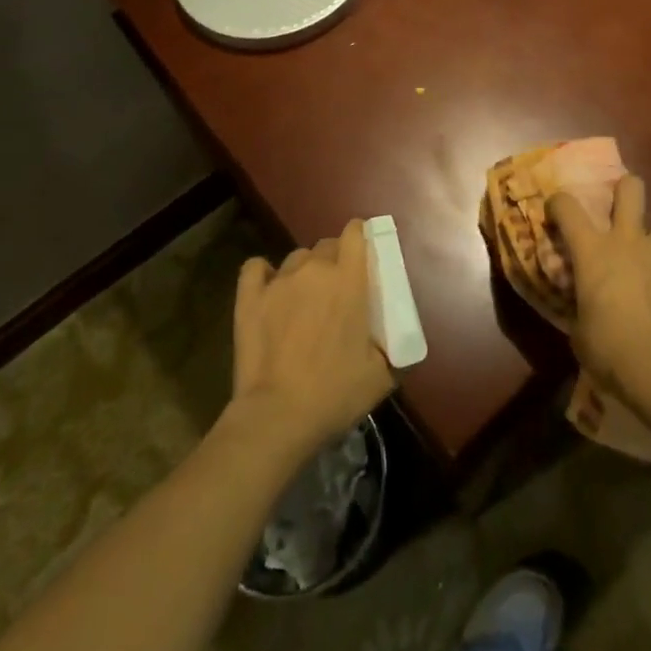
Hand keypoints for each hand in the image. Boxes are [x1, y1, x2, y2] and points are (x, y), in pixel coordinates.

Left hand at [227, 220, 393, 456]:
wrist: (278, 417)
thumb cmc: (335, 393)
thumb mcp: (382, 375)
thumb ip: (394, 345)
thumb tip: (400, 336)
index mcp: (349, 279)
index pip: (355, 232)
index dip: (360, 237)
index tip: (364, 253)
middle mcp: (314, 269)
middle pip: (326, 244)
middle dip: (334, 260)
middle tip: (337, 290)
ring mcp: (279, 281)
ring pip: (296, 258)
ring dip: (304, 272)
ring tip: (304, 299)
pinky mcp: (249, 297)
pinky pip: (256, 267)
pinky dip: (264, 274)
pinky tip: (269, 290)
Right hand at [548, 176, 650, 410]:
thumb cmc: (609, 349)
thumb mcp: (579, 330)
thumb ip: (580, 307)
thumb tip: (582, 308)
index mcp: (592, 251)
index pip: (567, 206)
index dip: (559, 204)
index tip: (556, 213)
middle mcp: (627, 241)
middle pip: (631, 188)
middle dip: (625, 190)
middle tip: (619, 208)